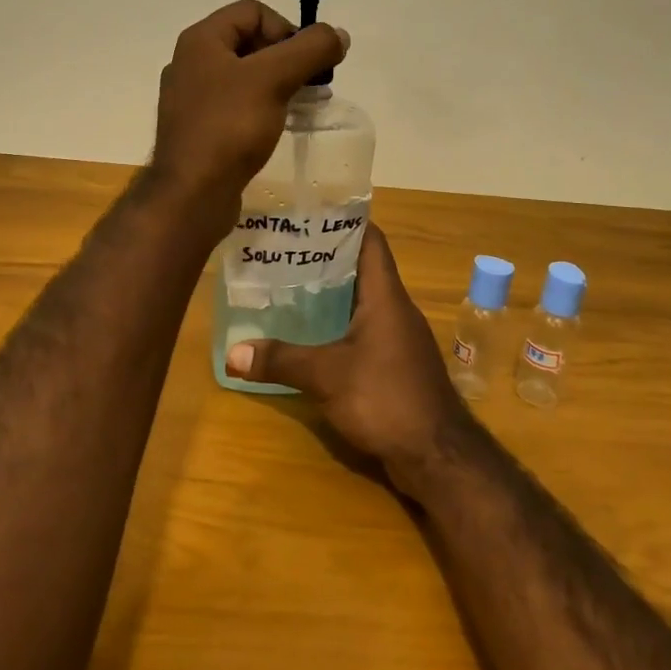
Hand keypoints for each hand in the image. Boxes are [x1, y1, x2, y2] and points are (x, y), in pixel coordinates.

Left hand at [149, 0, 348, 212]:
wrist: (192, 194)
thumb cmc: (229, 127)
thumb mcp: (274, 79)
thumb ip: (310, 50)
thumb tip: (339, 34)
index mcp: (201, 41)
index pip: (253, 11)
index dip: (286, 29)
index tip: (306, 63)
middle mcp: (192, 63)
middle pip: (250, 42)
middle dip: (287, 58)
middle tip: (310, 85)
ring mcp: (192, 99)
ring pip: (245, 76)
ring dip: (278, 84)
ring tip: (301, 106)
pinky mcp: (199, 129)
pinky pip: (236, 106)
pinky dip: (261, 108)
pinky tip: (276, 128)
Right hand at [224, 225, 470, 487]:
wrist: (438, 456)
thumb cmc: (386, 398)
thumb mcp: (327, 376)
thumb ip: (280, 361)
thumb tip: (232, 354)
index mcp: (385, 296)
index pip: (370, 240)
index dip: (344, 221)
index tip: (309, 213)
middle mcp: (395, 309)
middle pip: (361, 270)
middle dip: (324, 259)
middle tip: (282, 251)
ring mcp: (399, 338)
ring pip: (361, 303)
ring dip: (330, 296)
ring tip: (287, 288)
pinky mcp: (396, 365)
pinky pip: (363, 332)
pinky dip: (337, 327)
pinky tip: (309, 337)